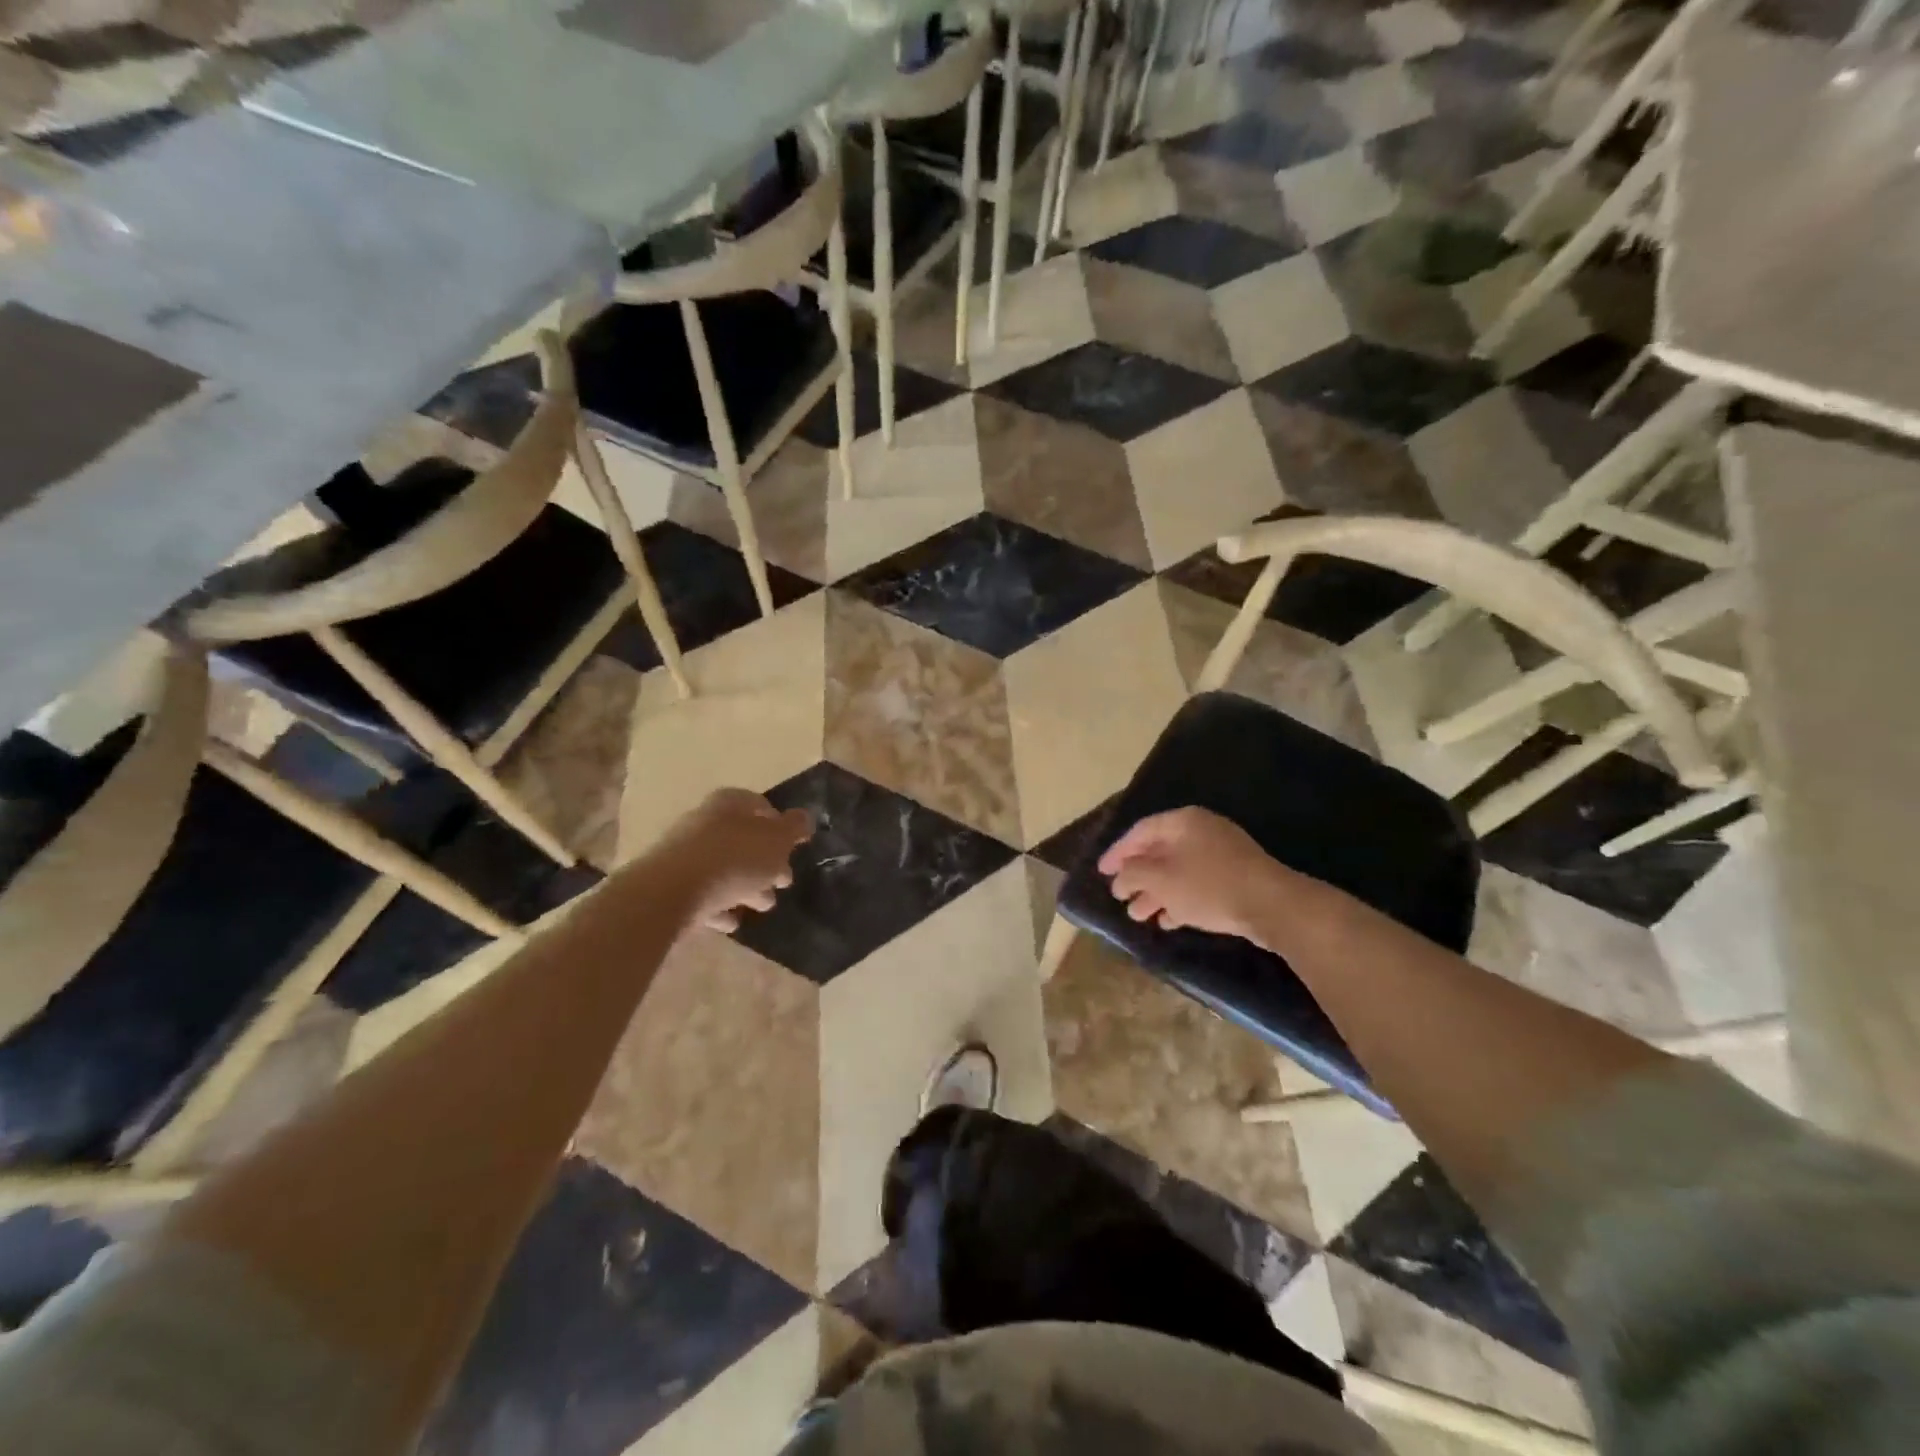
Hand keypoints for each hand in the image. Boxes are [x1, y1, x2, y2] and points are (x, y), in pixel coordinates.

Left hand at [652, 789, 813, 931]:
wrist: (670, 892)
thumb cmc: (734, 858)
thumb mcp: (777, 840)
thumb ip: (794, 828)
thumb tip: (804, 818)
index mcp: (729, 804)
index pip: (759, 805)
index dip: (779, 824)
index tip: (794, 846)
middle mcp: (704, 822)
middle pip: (742, 839)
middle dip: (765, 861)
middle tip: (784, 881)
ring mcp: (684, 854)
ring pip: (724, 868)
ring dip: (746, 885)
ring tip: (764, 905)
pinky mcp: (671, 885)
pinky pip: (703, 894)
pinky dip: (720, 905)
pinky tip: (733, 921)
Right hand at [1097, 807, 1282, 941]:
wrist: (1271, 906)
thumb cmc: (1208, 886)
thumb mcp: (1160, 880)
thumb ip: (1133, 874)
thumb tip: (1120, 876)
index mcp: (1183, 822)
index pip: (1140, 832)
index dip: (1117, 852)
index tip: (1102, 873)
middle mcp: (1201, 831)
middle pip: (1159, 852)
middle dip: (1137, 877)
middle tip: (1119, 897)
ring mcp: (1222, 854)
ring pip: (1178, 871)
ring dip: (1155, 893)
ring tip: (1138, 916)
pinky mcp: (1235, 878)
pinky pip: (1197, 885)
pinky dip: (1179, 900)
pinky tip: (1167, 920)